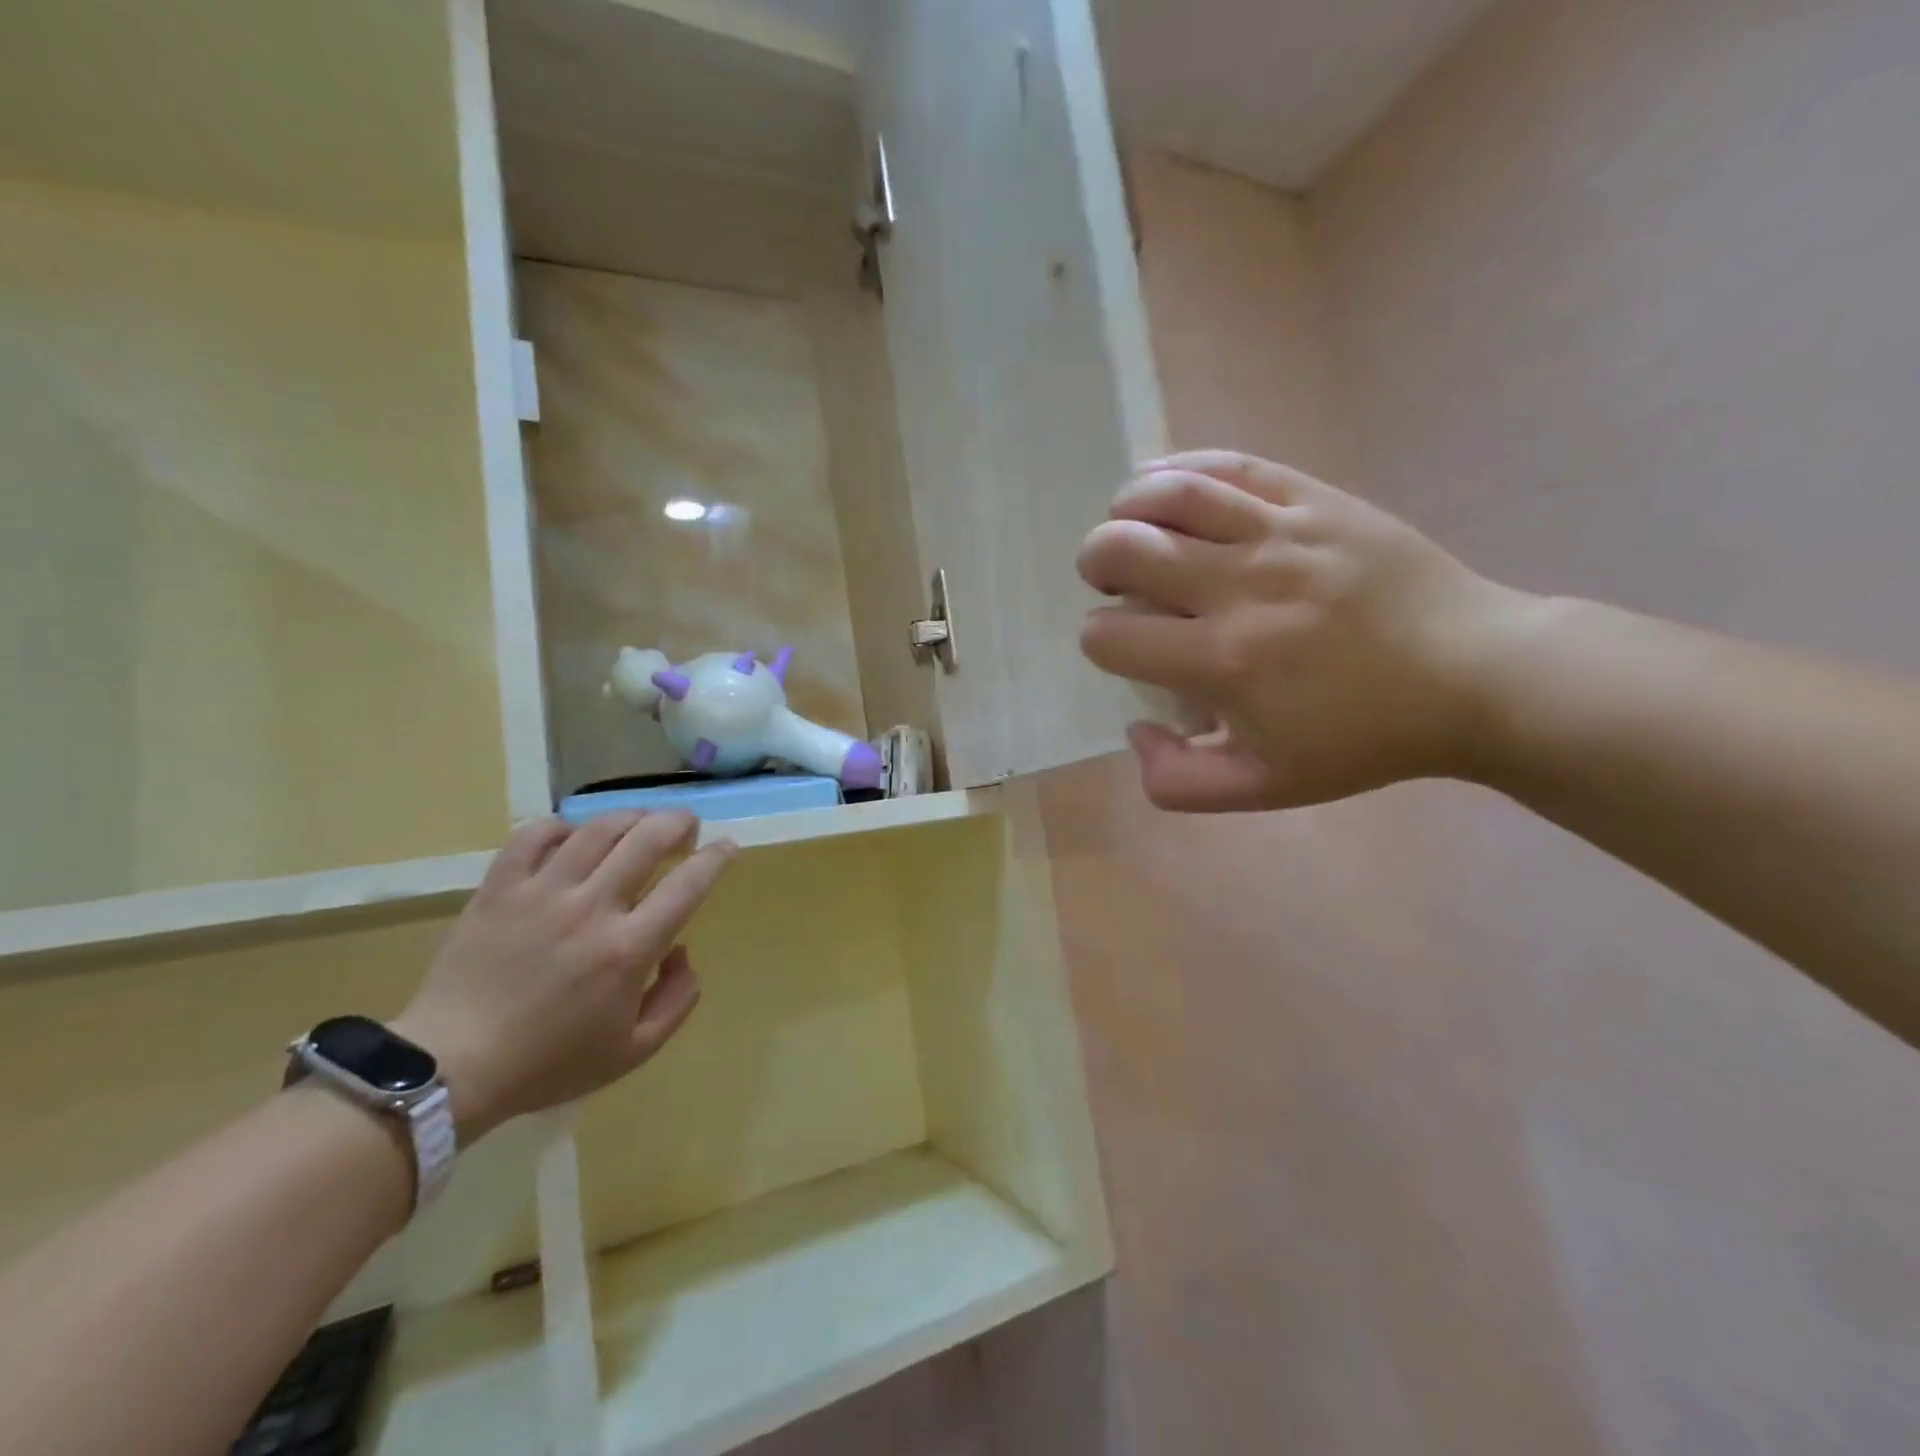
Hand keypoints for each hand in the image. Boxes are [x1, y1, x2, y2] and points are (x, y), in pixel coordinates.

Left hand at [391, 812, 734, 1139]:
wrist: (451, 1068)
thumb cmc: (549, 1063)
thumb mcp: (634, 1051)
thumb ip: (677, 999)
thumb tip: (680, 950)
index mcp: (628, 948)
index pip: (687, 885)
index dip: (715, 858)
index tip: (727, 847)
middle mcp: (591, 908)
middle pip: (647, 839)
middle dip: (678, 823)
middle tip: (687, 826)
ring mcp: (541, 892)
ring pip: (597, 829)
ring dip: (630, 817)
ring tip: (640, 822)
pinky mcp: (499, 889)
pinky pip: (533, 836)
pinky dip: (561, 827)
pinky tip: (573, 835)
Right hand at [1078, 451, 1536, 811]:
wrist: (1473, 675)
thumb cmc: (1362, 738)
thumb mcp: (1264, 788)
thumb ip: (1179, 781)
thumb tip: (1135, 730)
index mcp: (1222, 661)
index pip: (1109, 635)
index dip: (1099, 643)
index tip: (1126, 650)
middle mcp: (1239, 587)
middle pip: (1120, 549)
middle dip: (1098, 567)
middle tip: (1118, 585)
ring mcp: (1279, 533)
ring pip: (1167, 494)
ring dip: (1125, 511)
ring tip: (1133, 531)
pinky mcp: (1314, 499)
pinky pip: (1229, 466)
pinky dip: (1178, 470)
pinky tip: (1163, 488)